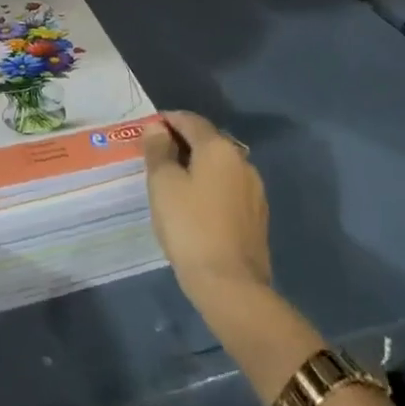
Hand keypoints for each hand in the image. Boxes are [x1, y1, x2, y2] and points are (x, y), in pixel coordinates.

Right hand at [142, 111, 272, 310]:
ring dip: (197, 166)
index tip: (146, 131)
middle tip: (155, 157)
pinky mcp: (257, 215)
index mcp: (218, 148)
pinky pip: (228, 188)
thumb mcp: (163, 184)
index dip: (166, 120)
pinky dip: (210, 187)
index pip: (190, 120)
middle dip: (182, 143)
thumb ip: (158, 150)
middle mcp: (242, 161)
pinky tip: (195, 206)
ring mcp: (254, 189)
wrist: (230, 285)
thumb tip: (157, 128)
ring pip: (220, 166)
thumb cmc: (189, 226)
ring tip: (173, 182)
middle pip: (207, 140)